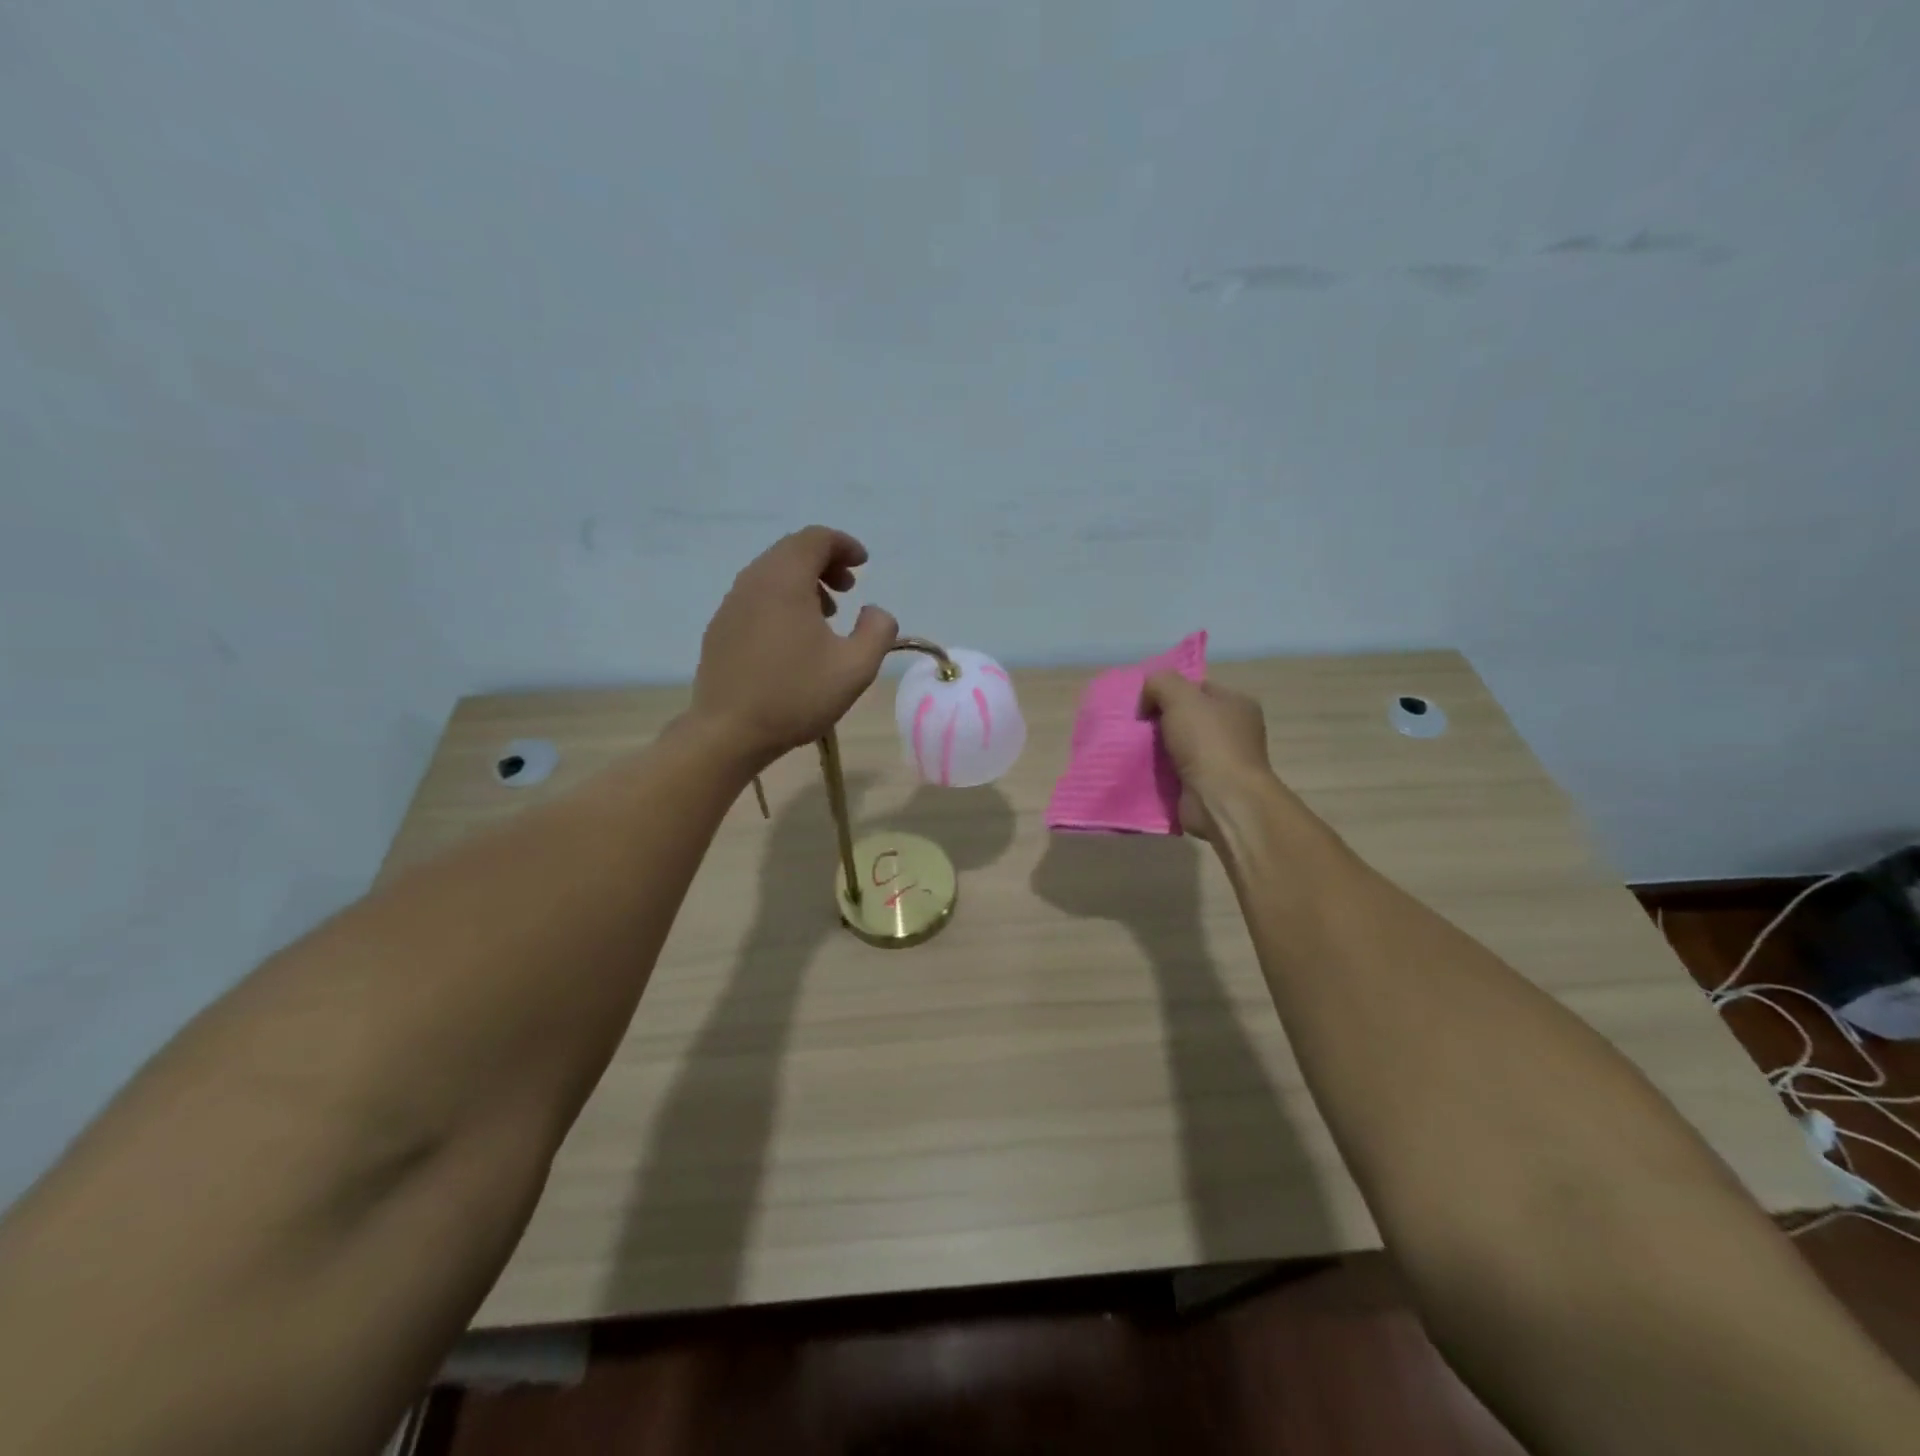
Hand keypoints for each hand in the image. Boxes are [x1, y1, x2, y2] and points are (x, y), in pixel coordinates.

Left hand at [692, 527, 898, 769]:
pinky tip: (794, 638)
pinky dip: (781, 600)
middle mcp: (753, 582)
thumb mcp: (855, 668)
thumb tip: (875, 612)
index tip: (864, 564)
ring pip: (771, 574)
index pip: (815, 539)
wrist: (728, 733)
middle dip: (825, 562)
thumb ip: (878, 631)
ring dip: (803, 583)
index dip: (844, 545)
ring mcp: (731, 605)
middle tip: (848, 589)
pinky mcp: (720, 629)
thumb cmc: (796, 696)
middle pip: (791, 552)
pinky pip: (755, 597)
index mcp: (785, 581)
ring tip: (826, 615)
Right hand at [1139, 673, 1276, 840]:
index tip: (1145, 703)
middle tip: (1135, 726)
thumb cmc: (1207, 742)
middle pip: (1186, 718)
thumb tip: (1147, 700)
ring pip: (1178, 746)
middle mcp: (1234, 731)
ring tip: (1131, 748)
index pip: (1198, 688)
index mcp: (1237, 704)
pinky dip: (1159, 772)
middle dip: (1159, 721)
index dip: (1169, 691)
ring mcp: (1221, 761)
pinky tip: (1141, 769)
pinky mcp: (1206, 787)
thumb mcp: (1180, 696)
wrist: (1221, 800)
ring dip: (1156, 748)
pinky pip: (1175, 772)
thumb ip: (1159, 683)